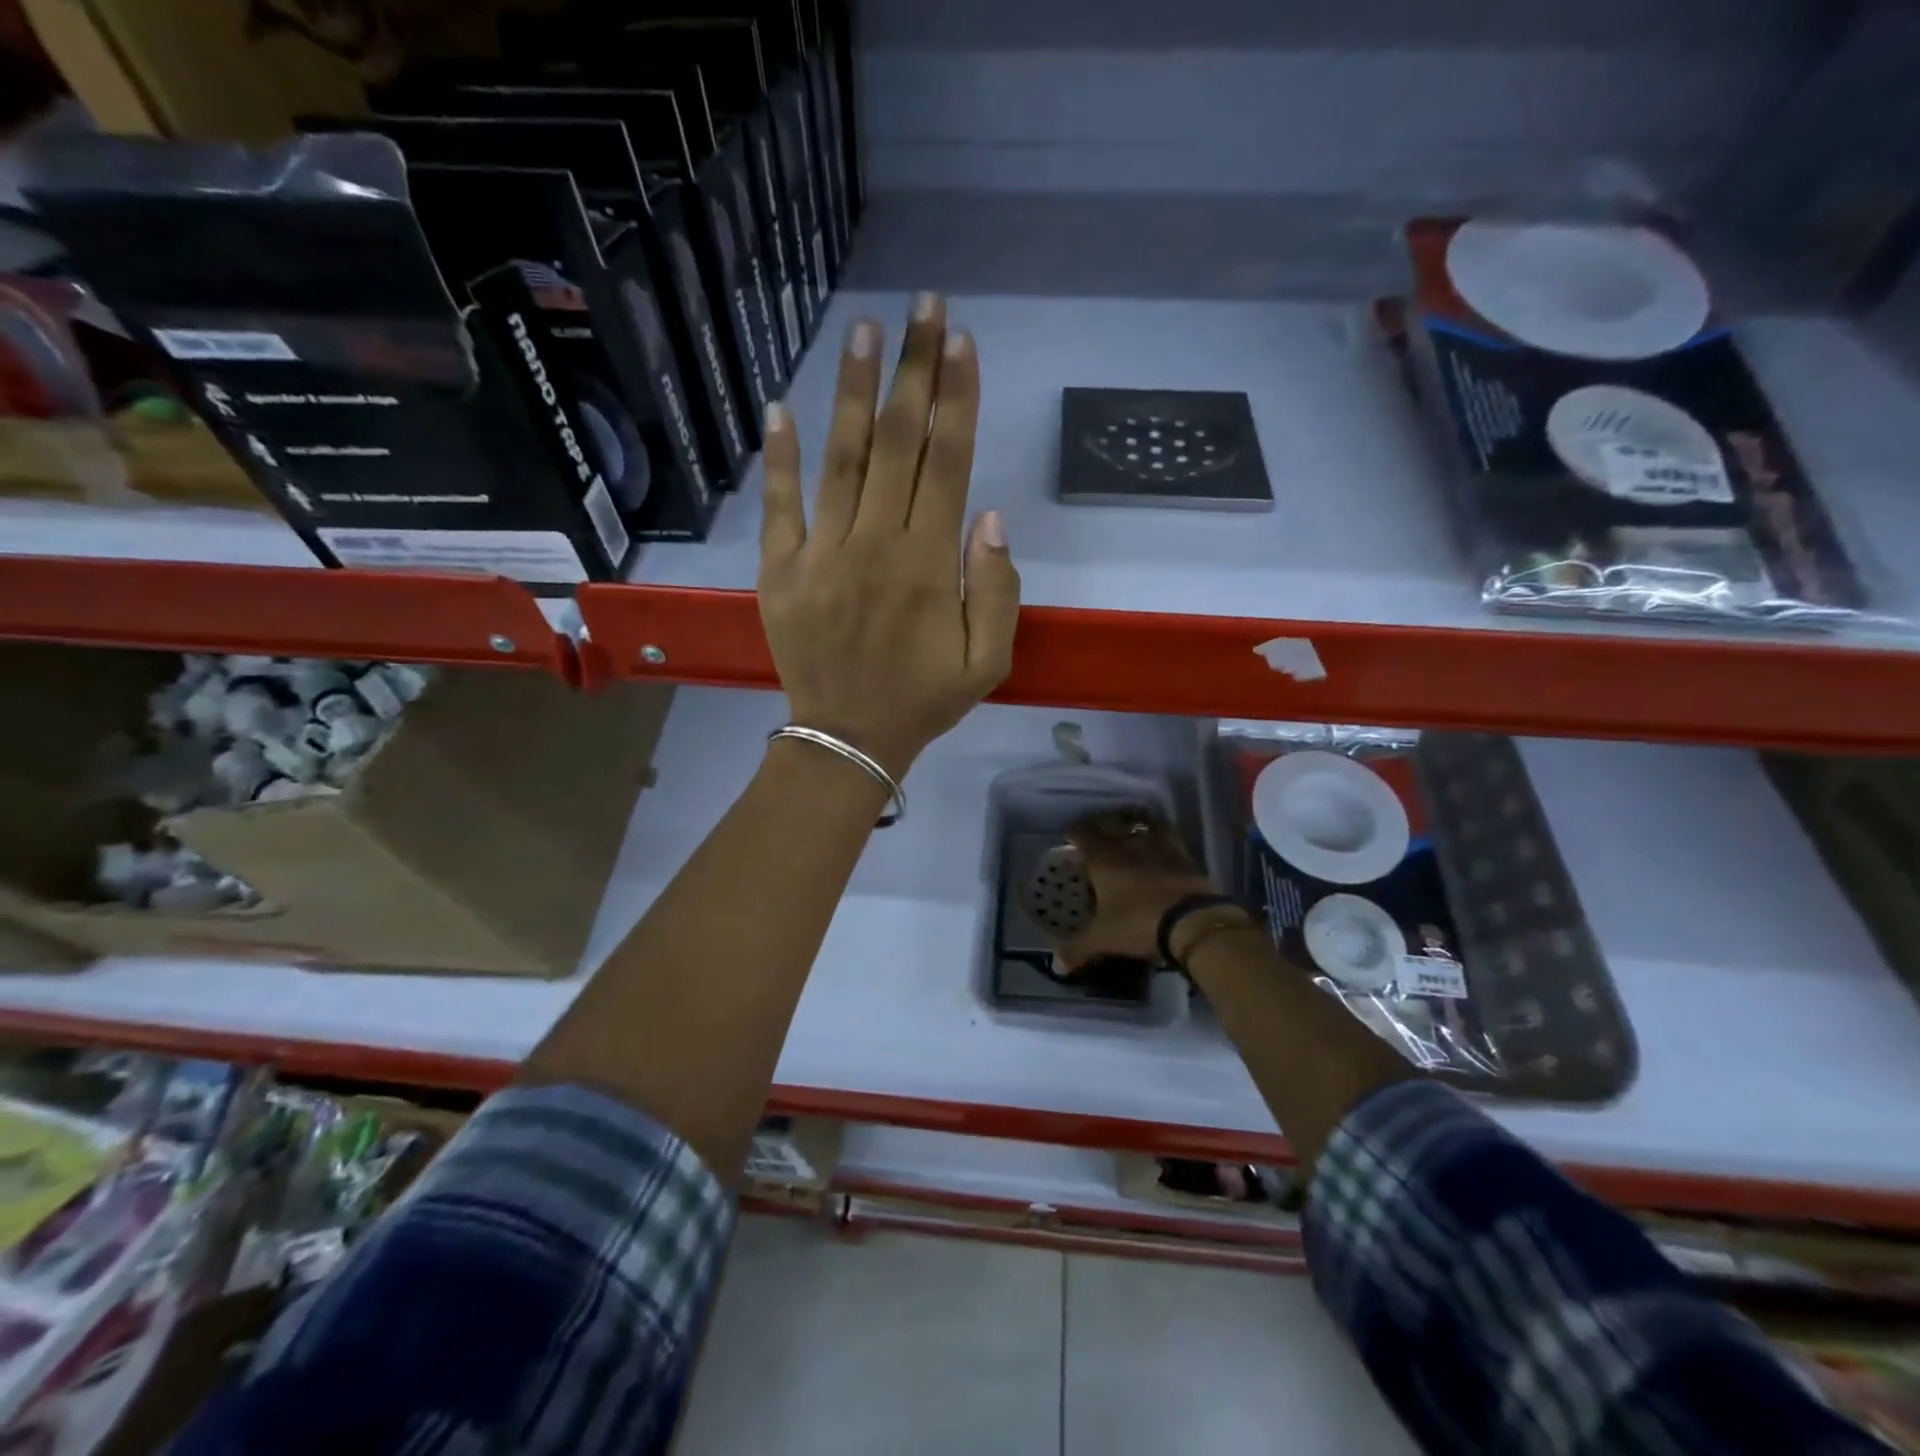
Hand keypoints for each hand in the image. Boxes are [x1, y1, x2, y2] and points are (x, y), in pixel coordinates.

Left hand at [758, 294, 1020, 778]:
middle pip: (899, 443)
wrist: (848, 739)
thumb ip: (997, 589)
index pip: (946, 463)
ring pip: (842, 459)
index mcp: (928, 565)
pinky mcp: (780, 570)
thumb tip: (987, 515)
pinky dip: (779, 457)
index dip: (957, 398)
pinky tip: (781, 407)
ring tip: (865, 330)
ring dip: (855, 392)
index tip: (961, 341)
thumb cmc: (924, 700)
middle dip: (915, 370)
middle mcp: (874, 544)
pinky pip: (779, 505)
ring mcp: (820, 554)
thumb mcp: (987, 661)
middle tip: (924, 306)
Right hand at [1055, 809, 1220, 971]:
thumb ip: (1078, 949)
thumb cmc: (1138, 922)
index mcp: (1104, 859)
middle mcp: (1129, 846)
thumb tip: (1056, 965)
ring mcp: (1159, 848)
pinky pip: (1170, 837)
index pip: (1083, 835)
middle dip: (1103, 825)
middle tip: (1098, 831)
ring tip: (1133, 830)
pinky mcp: (1185, 857)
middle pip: (1113, 825)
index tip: (1069, 834)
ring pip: (1145, 825)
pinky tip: (1162, 845)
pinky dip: (1163, 837)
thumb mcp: (1103, 939)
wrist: (1192, 921)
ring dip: (1137, 824)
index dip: (1074, 832)